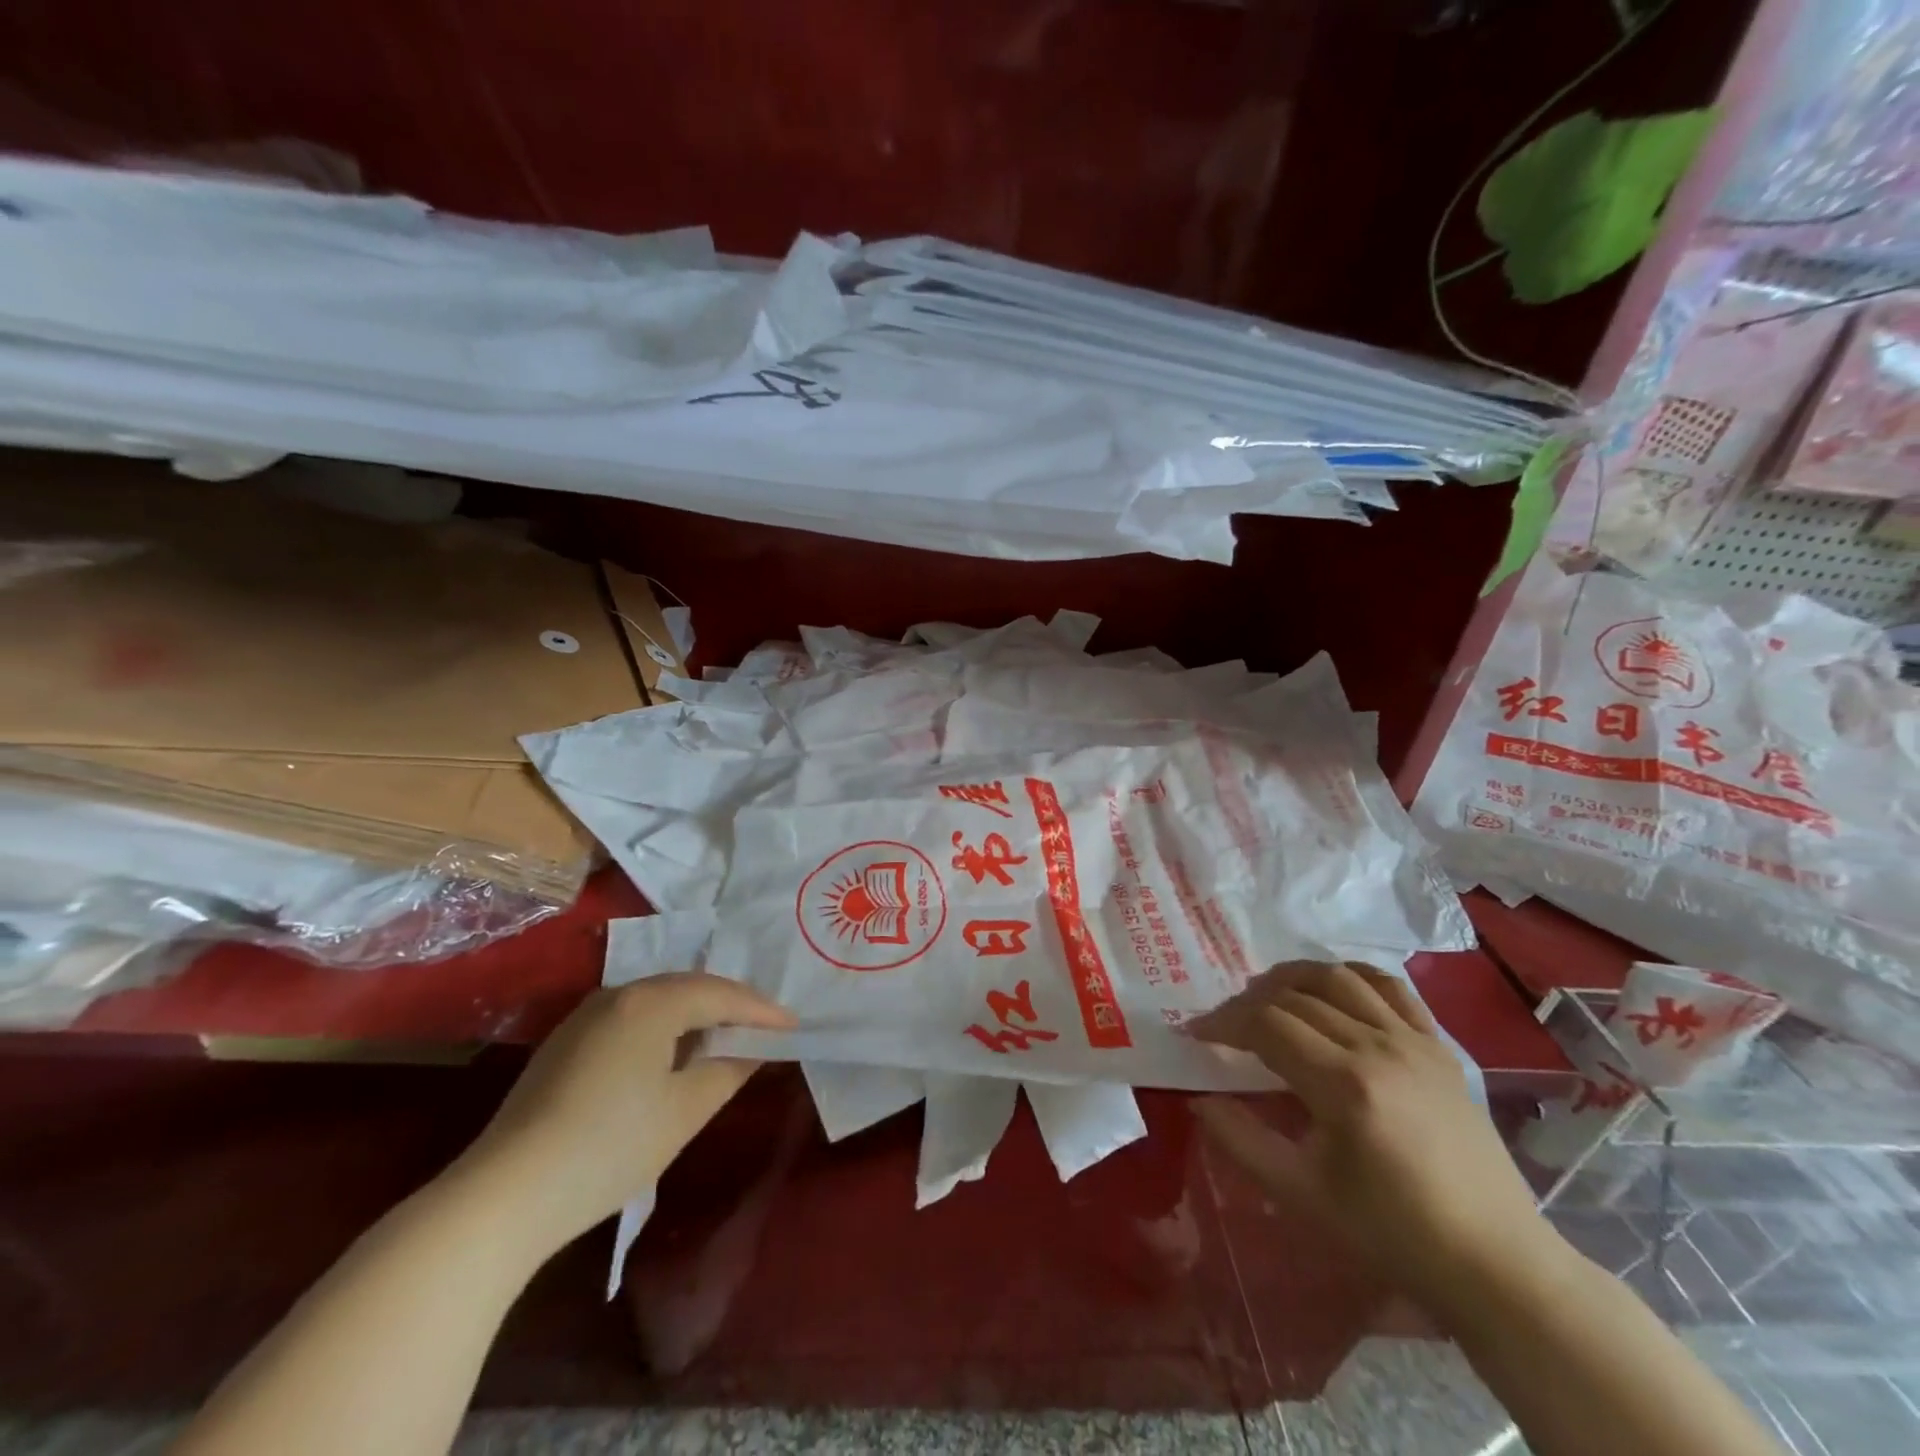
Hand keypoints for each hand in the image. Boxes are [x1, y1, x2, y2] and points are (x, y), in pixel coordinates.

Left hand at [453, 974, 795, 1256]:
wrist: (502, 1196)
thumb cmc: (609, 1148)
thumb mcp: (685, 1111)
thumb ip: (729, 1070)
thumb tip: (754, 1050)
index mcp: (651, 1002)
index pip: (721, 994)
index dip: (761, 1010)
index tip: (793, 1026)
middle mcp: (618, 994)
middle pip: (689, 987)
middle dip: (730, 1005)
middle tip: (764, 1026)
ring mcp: (585, 1016)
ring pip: (658, 1000)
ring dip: (695, 1014)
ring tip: (725, 1036)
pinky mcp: (564, 1042)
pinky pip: (631, 1018)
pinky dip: (663, 1027)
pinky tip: (671, 1053)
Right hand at [1189, 961, 1563, 1321]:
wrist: (1495, 1262)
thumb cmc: (1392, 1233)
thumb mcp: (1302, 1194)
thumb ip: (1241, 1140)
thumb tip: (1199, 1100)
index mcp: (1343, 1084)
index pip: (1266, 1024)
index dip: (1223, 1022)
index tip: (1195, 1032)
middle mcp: (1378, 1046)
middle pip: (1295, 997)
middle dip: (1247, 1002)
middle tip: (1224, 1024)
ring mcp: (1414, 1041)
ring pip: (1339, 978)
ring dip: (1292, 977)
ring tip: (1267, 996)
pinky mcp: (1439, 1046)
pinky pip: (1390, 988)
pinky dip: (1351, 976)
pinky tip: (1331, 989)